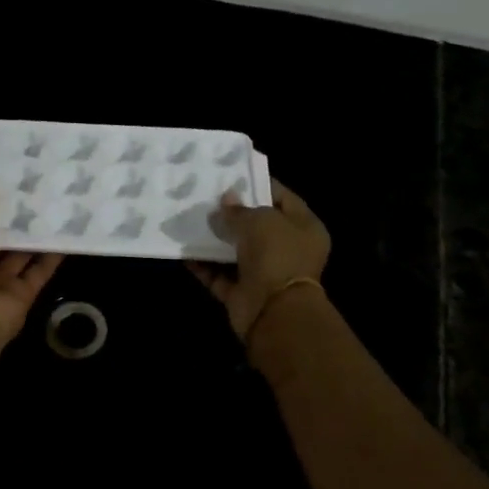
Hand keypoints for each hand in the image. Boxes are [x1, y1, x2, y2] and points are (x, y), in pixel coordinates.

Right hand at [188, 178, 330, 338]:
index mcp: (304, 228)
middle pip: (258, 226)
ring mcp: (265, 274)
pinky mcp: (243, 294)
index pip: (283, 198)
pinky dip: (204, 265)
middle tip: (206, 197)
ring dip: (215, 240)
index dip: (259, 185)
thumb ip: (239, 209)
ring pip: (236, 252)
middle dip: (232, 214)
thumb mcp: (259, 220)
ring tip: (190, 220)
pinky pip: (220, 276)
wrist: (273, 312)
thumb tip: (226, 201)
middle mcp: (288, 250)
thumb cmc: (276, 255)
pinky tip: (184, 251)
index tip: (232, 175)